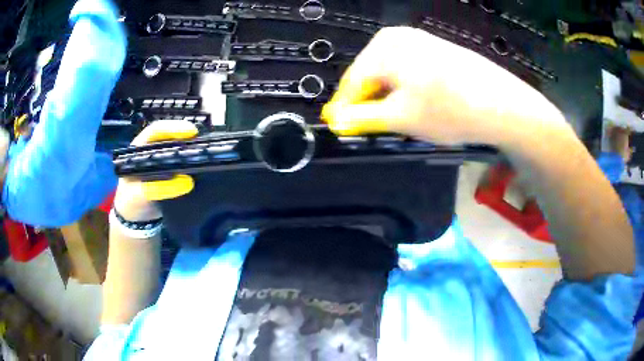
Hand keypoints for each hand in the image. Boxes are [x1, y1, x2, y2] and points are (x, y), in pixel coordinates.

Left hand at [113, 120, 197, 220]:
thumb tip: (186, 182)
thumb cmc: (131, 202)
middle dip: (187, 137)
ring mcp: (163, 161)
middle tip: (204, 143)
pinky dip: (194, 164)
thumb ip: (157, 189)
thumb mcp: (138, 196)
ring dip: (193, 150)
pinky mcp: (173, 173)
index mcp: (139, 149)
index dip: (172, 128)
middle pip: (171, 137)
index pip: (156, 131)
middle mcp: (153, 150)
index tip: (190, 132)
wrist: (136, 219)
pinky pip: (184, 165)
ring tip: (207, 153)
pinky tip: (205, 166)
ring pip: (179, 150)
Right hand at [322, 26, 565, 145]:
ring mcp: (420, 40)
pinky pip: (410, 69)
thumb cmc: (450, 110)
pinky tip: (421, 104)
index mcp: (383, 47)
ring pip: (391, 73)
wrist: (503, 104)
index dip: (346, 108)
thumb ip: (362, 118)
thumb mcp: (401, 118)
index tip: (342, 128)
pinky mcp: (436, 49)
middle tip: (377, 127)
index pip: (352, 81)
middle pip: (371, 74)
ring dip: (391, 97)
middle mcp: (398, 37)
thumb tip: (338, 120)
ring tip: (402, 119)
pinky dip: (408, 88)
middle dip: (371, 102)